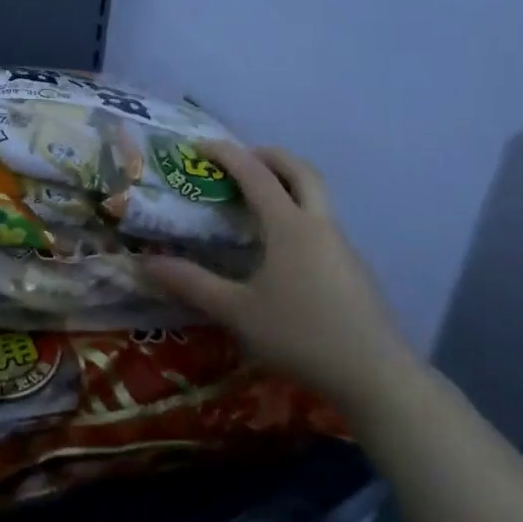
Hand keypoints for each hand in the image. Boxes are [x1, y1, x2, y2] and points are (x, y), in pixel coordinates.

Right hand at [143, 143, 416, 411]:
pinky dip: (299, 214)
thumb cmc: (301, 335)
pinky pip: (323, 224)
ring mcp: (342, 246)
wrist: (376, 375)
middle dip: (270, 156)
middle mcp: (319, 225)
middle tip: (241, 160)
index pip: (255, 174)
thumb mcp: (237, 312)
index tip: (200, 145)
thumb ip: (192, 284)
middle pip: (301, 170)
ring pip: (317, 196)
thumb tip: (146, 264)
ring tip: (256, 203)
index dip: (227, 154)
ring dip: (288, 184)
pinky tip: (282, 250)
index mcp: (289, 226)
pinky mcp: (354, 269)